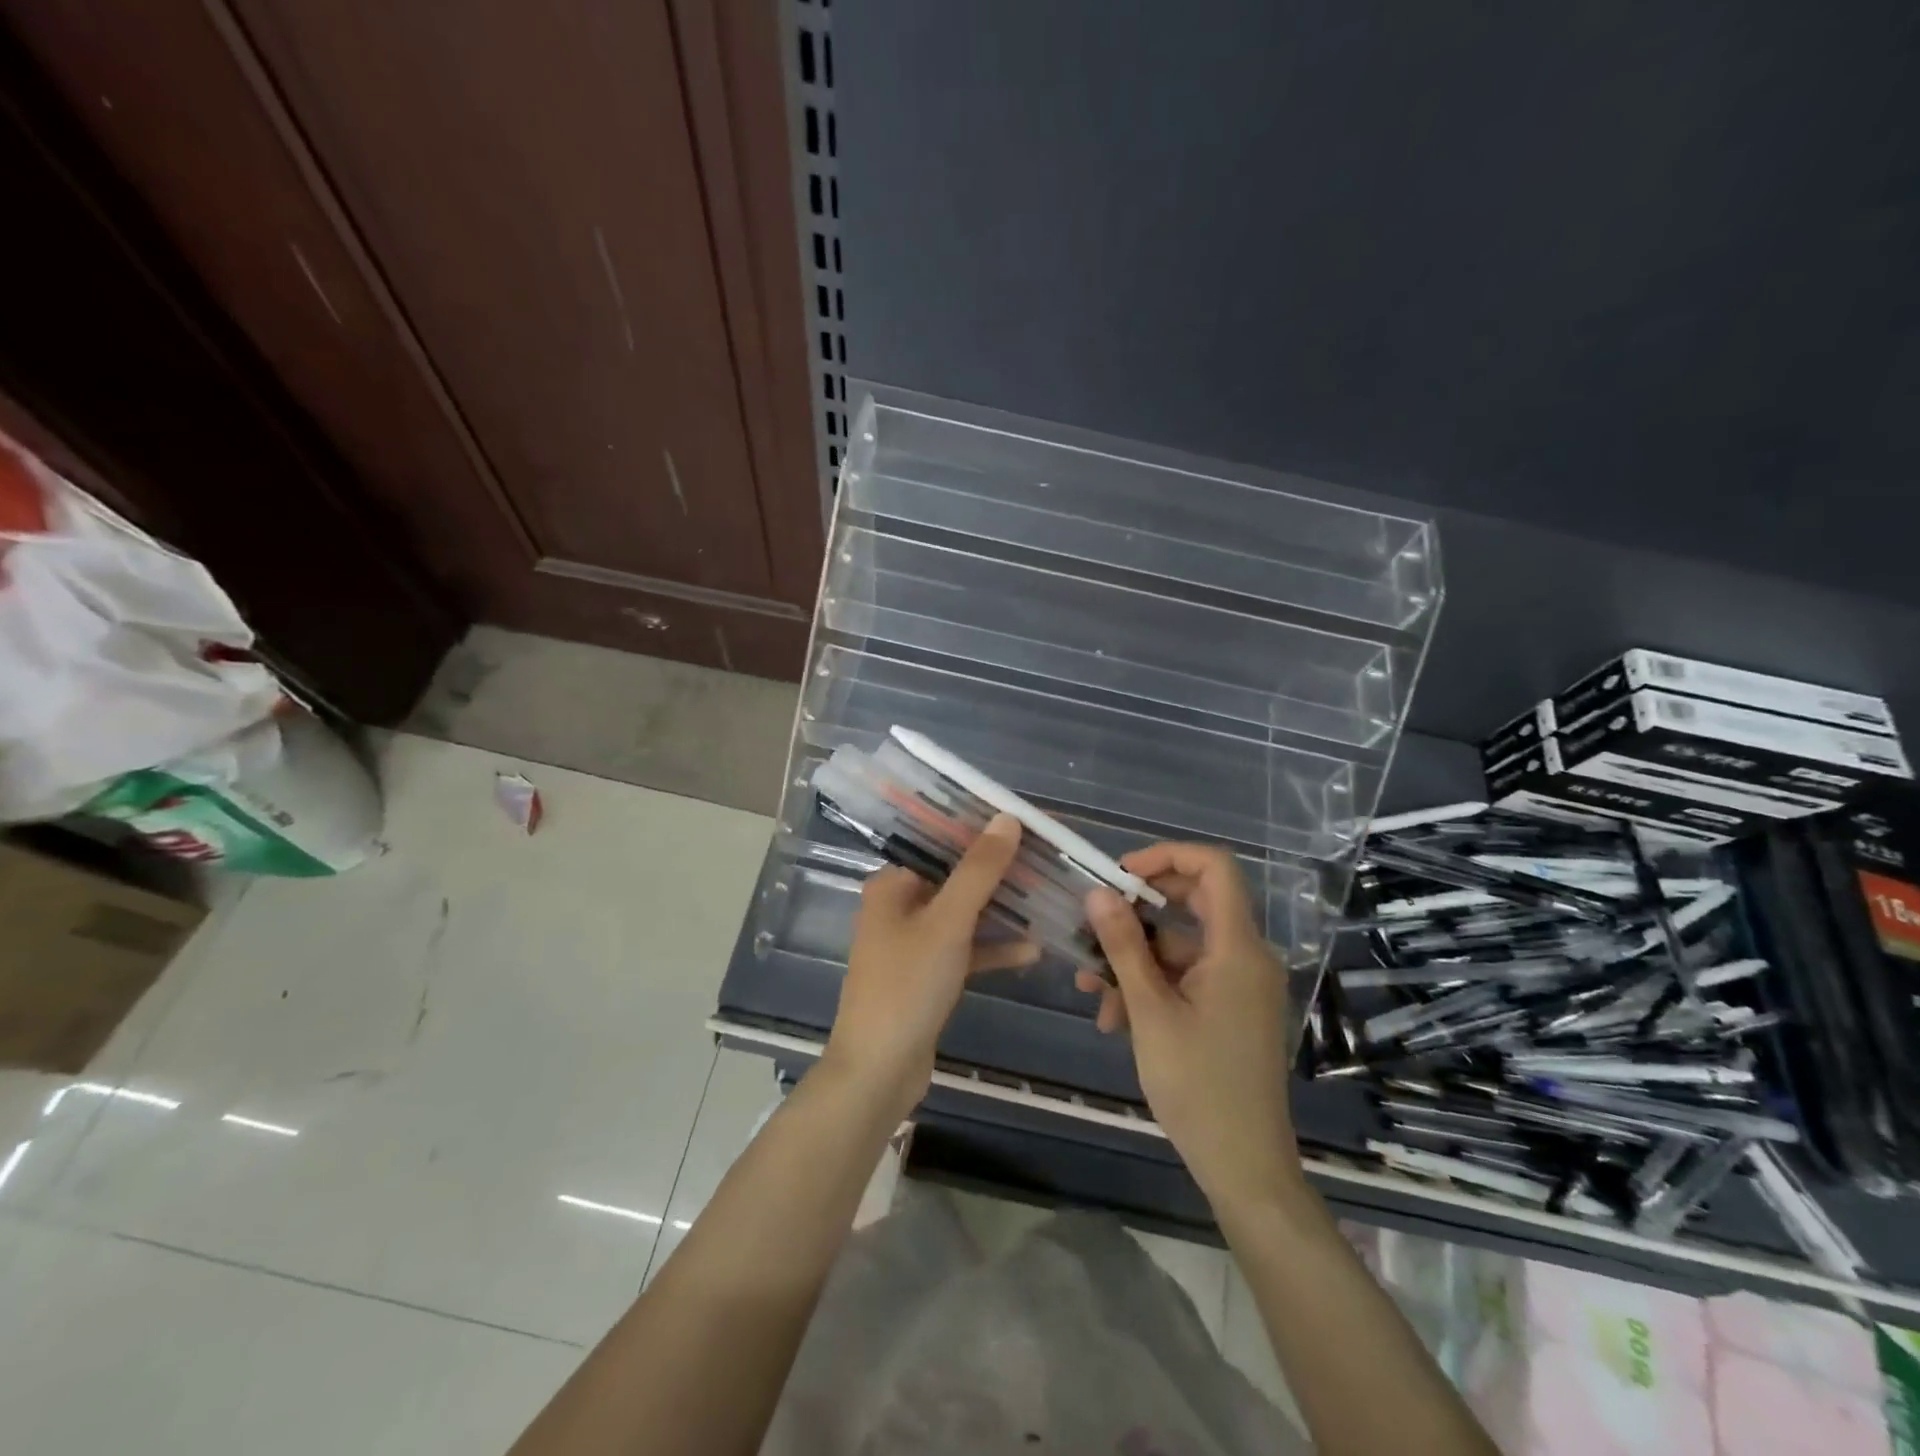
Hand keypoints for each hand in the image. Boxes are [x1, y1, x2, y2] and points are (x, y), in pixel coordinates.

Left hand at [823, 813, 1036, 1120]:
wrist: (879, 1071)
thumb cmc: (907, 985)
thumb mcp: (948, 922)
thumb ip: (979, 870)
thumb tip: (1007, 818)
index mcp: (892, 885)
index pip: (942, 843)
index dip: (983, 833)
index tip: (1026, 828)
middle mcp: (898, 907)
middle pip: (956, 879)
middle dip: (999, 874)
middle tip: (1046, 863)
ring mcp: (912, 944)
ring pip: (964, 916)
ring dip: (1001, 912)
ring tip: (1048, 900)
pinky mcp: (926, 976)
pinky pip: (964, 950)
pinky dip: (992, 948)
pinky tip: (1032, 950)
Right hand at [1076, 842, 1301, 1207]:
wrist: (1244, 1165)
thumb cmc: (1197, 1085)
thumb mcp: (1150, 1011)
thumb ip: (1123, 946)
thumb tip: (1098, 892)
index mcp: (1237, 948)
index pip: (1214, 868)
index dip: (1166, 856)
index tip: (1120, 875)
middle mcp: (1245, 956)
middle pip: (1194, 901)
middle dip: (1139, 910)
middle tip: (1095, 922)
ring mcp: (1240, 984)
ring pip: (1181, 945)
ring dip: (1135, 958)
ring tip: (1091, 987)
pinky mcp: (1231, 1008)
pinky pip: (1187, 976)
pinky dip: (1152, 984)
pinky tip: (1115, 1016)